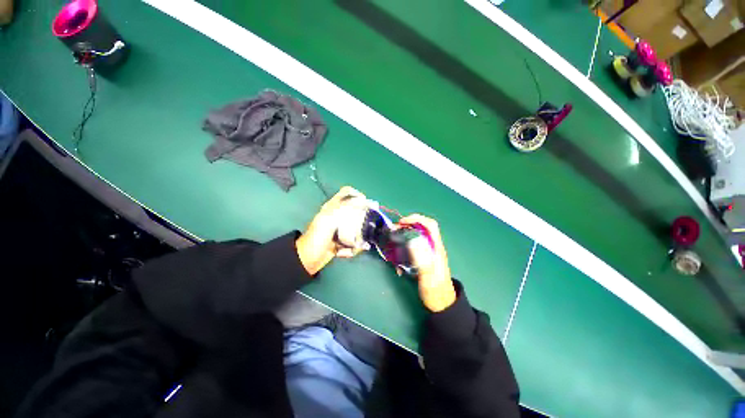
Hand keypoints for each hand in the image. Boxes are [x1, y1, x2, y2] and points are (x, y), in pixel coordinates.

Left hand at [296, 186, 369, 274]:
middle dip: (363, 220)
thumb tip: (361, 201)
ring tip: (355, 245)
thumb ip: (343, 208)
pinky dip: (352, 249)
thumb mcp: (328, 220)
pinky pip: (353, 242)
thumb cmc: (316, 238)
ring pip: (357, 228)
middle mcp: (337, 216)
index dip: (357, 194)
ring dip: (359, 238)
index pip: (346, 193)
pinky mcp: (342, 241)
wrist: (308, 260)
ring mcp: (340, 229)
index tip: (366, 203)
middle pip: (355, 211)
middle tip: (367, 227)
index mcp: (332, 207)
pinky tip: (346, 252)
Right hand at [398, 215, 455, 311]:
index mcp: (436, 248)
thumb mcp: (429, 278)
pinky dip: (404, 245)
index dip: (416, 219)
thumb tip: (413, 241)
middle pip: (421, 228)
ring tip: (393, 239)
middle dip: (407, 225)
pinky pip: (413, 245)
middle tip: (394, 230)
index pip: (429, 225)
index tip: (401, 222)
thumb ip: (422, 261)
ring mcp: (428, 252)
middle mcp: (433, 247)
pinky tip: (398, 254)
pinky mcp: (424, 258)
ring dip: (404, 234)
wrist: (442, 304)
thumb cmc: (436, 292)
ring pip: (416, 236)